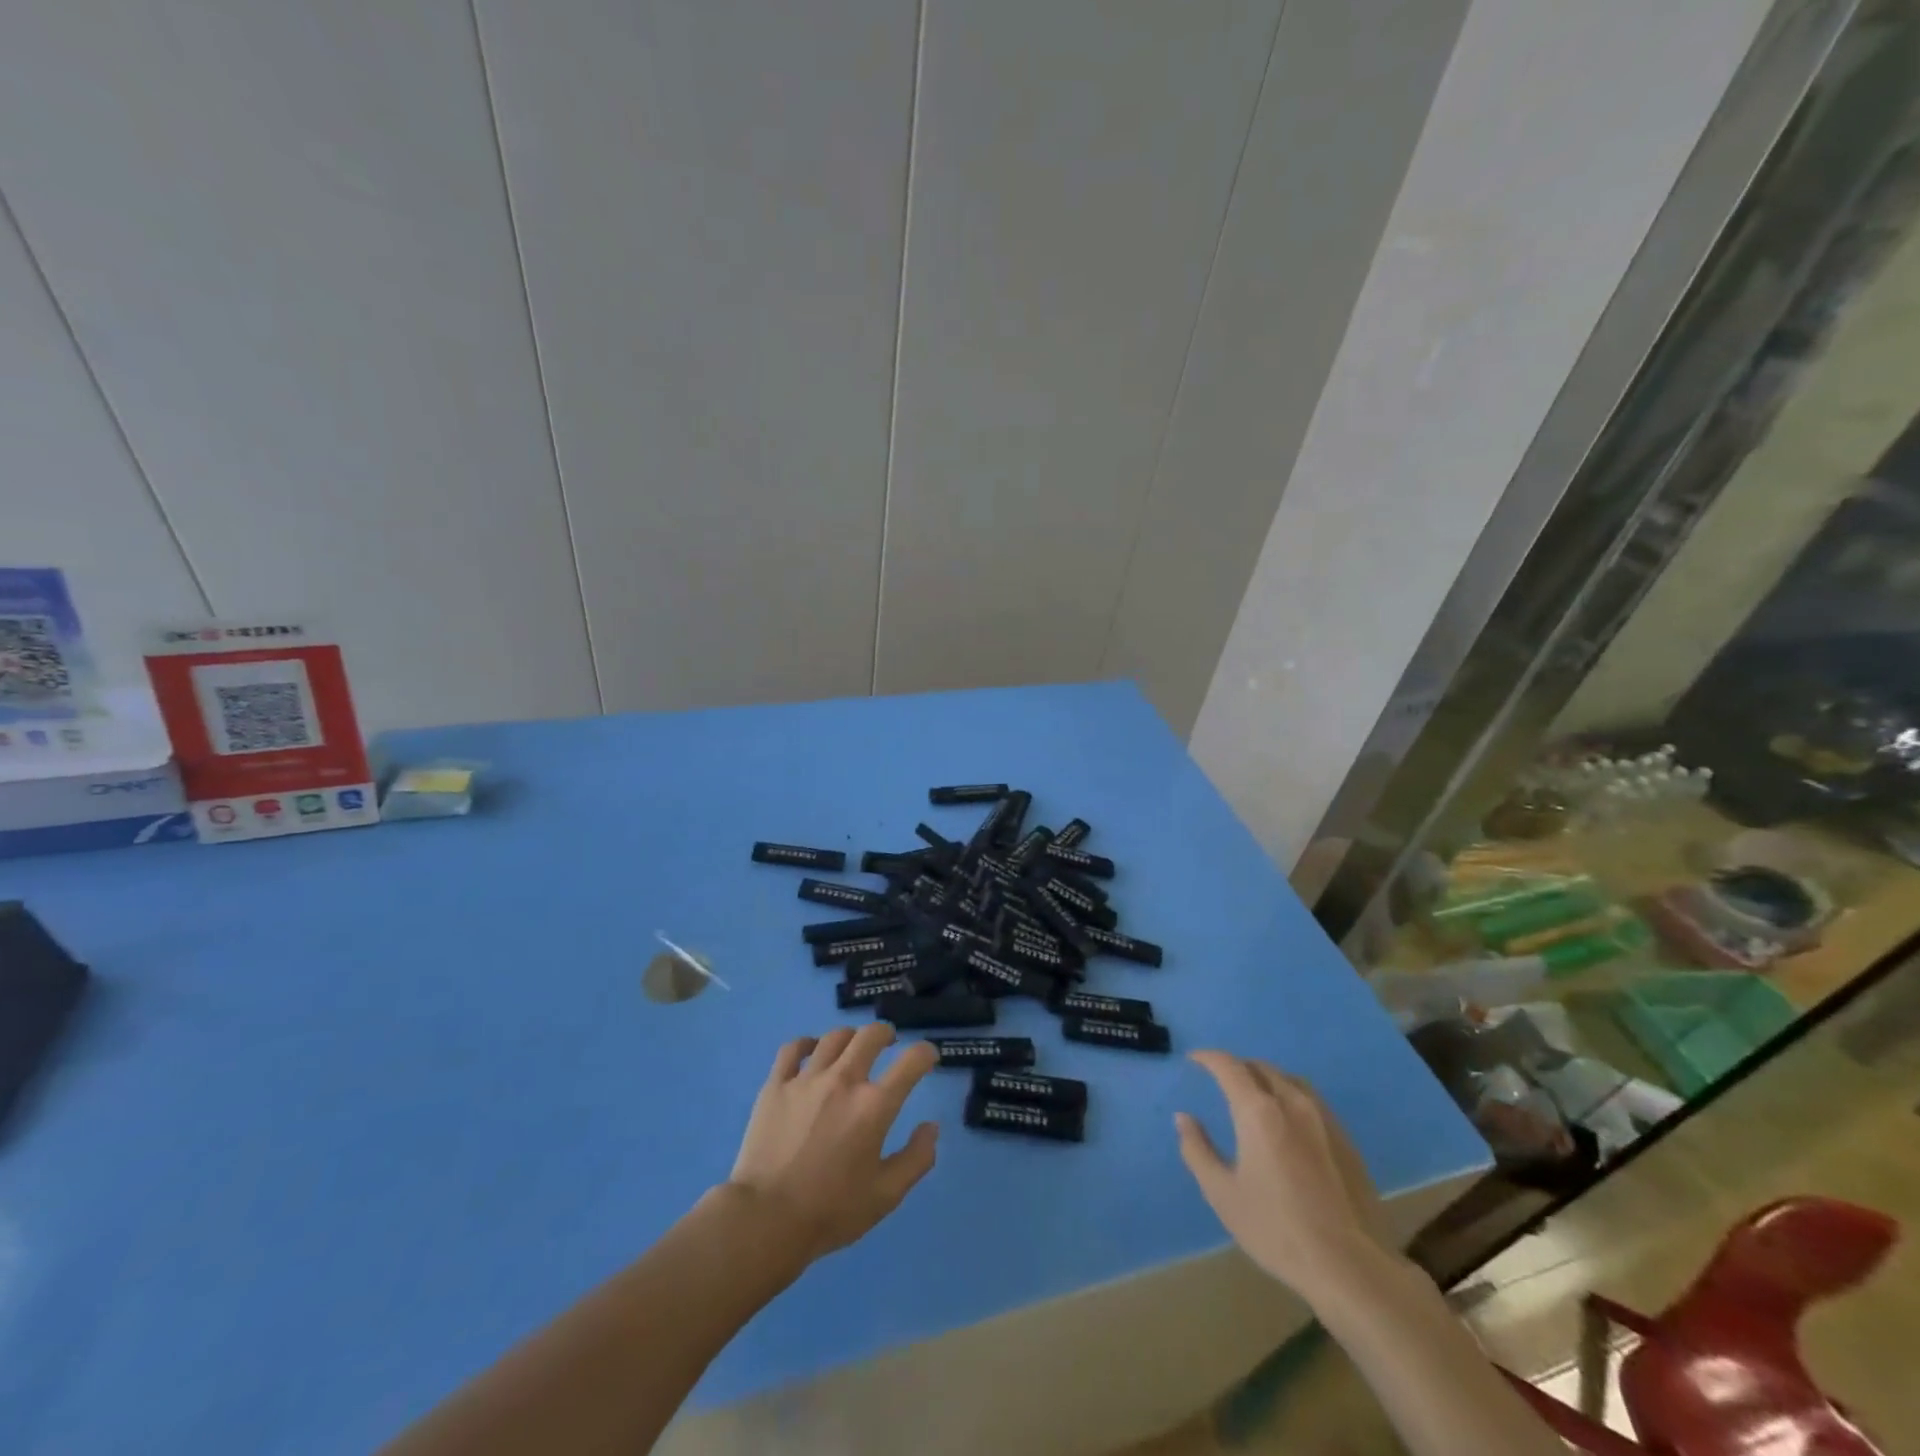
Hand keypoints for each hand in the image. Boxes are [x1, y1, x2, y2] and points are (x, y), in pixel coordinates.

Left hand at [727, 1025, 939, 1262]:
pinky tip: (812, 1050)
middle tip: (889, 1042)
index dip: (926, 1053)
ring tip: (852, 1047)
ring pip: (834, 1037)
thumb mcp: (886, 1195)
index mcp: (874, 1106)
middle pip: (870, 1035)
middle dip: (886, 1033)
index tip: (928, 1057)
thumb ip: (916, 1159)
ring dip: (851, 1037)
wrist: (765, 1220)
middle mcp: (844, 1080)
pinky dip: (807, 1043)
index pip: (911, 1062)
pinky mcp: (776, 1085)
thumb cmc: (830, 1211)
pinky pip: (793, 1049)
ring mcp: (807, 1079)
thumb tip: (931, 1127)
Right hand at [1175, 1051, 1392, 1298]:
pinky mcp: (1346, 1140)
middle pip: (1261, 1067)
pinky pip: (1312, 1101)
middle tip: (1221, 1081)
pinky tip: (1288, 1124)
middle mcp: (1292, 1103)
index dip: (1208, 1057)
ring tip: (1255, 1097)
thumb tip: (1184, 1118)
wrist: (1351, 1267)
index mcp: (1259, 1112)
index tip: (1194, 1059)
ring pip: (1289, 1080)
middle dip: (1237, 1067)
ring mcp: (1324, 1119)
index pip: (1229, 1066)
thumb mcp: (1223, 1194)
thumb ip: (1198, 1150)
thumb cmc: (1277, 1230)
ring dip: (1266, 1079)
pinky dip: (1290, 1097)